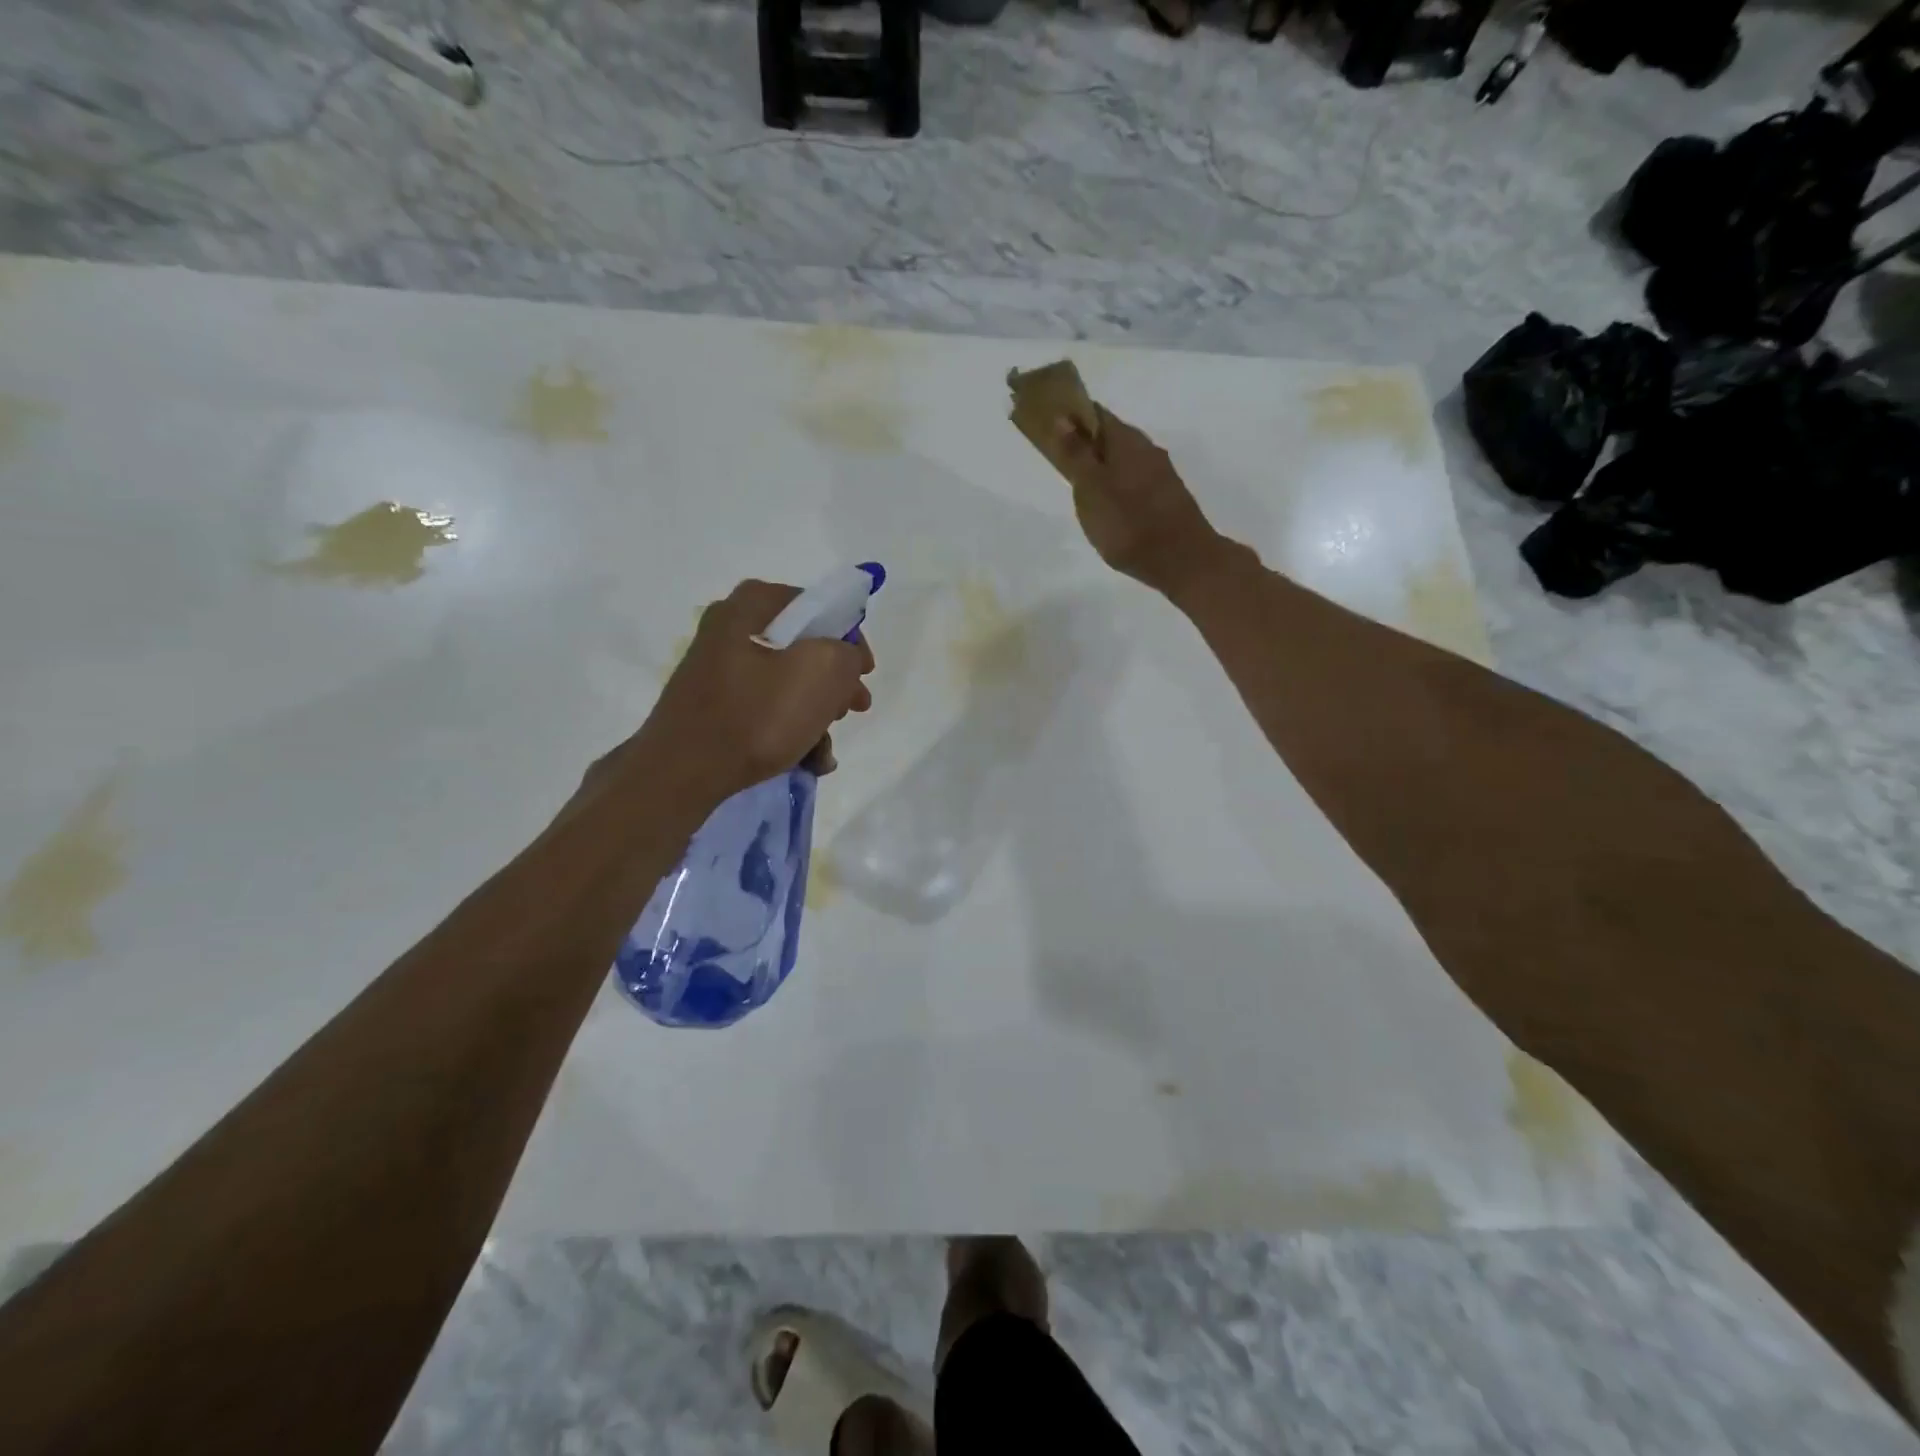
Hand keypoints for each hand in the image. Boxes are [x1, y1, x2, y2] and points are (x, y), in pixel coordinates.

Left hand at [634, 579, 874, 807]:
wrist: (683, 771)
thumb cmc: (756, 714)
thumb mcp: (822, 673)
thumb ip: (848, 654)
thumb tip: (844, 660)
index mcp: (753, 605)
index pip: (818, 607)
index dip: (850, 640)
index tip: (864, 675)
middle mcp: (732, 628)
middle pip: (804, 649)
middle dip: (834, 685)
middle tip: (852, 710)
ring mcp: (719, 669)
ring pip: (787, 684)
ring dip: (816, 717)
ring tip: (825, 752)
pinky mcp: (714, 705)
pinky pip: (764, 709)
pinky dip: (790, 731)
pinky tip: (807, 762)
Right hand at [1051, 406, 1224, 594]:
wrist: (1183, 560)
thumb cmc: (1129, 524)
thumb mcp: (1092, 490)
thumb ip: (1076, 455)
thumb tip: (1062, 419)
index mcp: (1127, 441)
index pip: (1095, 413)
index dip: (1072, 414)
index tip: (1050, 423)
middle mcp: (1147, 450)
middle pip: (1111, 435)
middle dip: (1087, 441)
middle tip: (1061, 458)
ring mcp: (1161, 474)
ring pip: (1124, 459)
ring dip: (1102, 465)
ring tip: (1081, 485)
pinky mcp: (1167, 497)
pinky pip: (1134, 480)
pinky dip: (1117, 484)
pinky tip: (1108, 505)